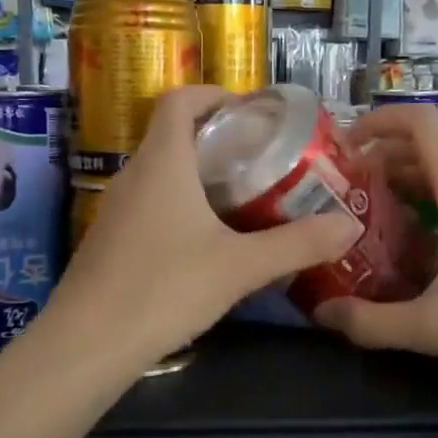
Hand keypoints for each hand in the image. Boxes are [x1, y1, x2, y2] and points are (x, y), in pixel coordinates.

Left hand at [54, 86, 361, 366]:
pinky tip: (205, 240)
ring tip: (243, 198)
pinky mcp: (110, 239)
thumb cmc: (164, 289)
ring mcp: (116, 208)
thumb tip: (350, 225)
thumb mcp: (240, 267)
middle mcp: (133, 174)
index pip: (180, 100)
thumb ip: (297, 244)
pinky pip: (149, 202)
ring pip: (160, 172)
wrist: (88, 344)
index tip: (250, 112)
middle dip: (218, 138)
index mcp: (162, 162)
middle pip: (172, 134)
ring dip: (198, 174)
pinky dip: (179, 203)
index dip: (214, 94)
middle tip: (262, 160)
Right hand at [313, 106, 437, 397]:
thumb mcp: (434, 328)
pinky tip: (417, 237)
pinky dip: (435, 196)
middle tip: (345, 185)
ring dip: (409, 176)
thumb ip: (371, 321)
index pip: (421, 123)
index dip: (378, 122)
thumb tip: (320, 314)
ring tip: (371, 209)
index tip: (343, 146)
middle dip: (384, 155)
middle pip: (431, 143)